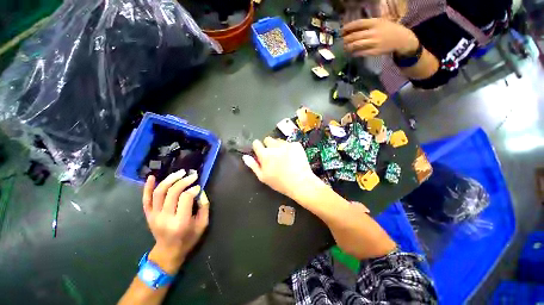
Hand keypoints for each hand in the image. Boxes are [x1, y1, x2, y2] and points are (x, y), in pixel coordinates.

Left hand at [142, 170, 209, 273]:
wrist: (168, 252)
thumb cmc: (188, 239)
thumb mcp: (203, 224)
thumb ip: (204, 206)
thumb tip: (200, 191)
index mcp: (181, 221)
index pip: (186, 198)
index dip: (193, 189)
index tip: (199, 186)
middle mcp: (165, 217)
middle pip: (172, 192)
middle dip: (184, 181)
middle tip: (192, 175)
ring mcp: (154, 216)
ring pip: (159, 192)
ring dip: (169, 179)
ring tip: (179, 173)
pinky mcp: (148, 215)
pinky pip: (146, 199)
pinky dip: (147, 187)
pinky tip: (151, 177)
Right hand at [242, 137, 323, 199]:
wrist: (300, 183)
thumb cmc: (279, 183)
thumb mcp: (263, 177)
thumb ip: (253, 165)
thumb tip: (245, 156)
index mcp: (264, 154)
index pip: (256, 143)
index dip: (258, 147)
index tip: (261, 151)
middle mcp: (274, 146)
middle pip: (268, 139)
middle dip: (268, 145)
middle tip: (274, 155)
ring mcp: (286, 144)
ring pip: (279, 140)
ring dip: (279, 146)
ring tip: (284, 156)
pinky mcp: (296, 144)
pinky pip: (290, 143)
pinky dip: (290, 148)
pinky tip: (293, 156)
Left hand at [343, 18, 418, 56]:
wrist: (401, 39)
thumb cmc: (388, 29)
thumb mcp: (379, 22)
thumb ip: (367, 25)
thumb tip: (352, 30)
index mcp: (375, 22)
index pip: (358, 24)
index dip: (348, 27)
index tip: (341, 31)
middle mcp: (373, 32)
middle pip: (355, 36)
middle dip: (345, 39)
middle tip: (340, 41)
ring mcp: (374, 42)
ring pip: (356, 45)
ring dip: (348, 47)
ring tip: (344, 48)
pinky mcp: (374, 51)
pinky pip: (361, 53)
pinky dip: (355, 53)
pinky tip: (352, 53)